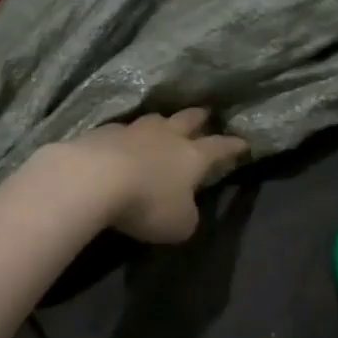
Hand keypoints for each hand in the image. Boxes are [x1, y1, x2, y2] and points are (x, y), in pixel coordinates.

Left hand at [64, 109, 250, 243]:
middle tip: (206, 113)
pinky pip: (121, 131)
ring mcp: (133, 131)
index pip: (219, 147)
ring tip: (163, 124)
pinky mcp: (102, 133)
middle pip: (187, 120)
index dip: (233, 146)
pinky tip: (122, 142)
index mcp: (192, 157)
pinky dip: (126, 137)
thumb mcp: (179, 224)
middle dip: (199, 118)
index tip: (244, 142)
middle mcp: (166, 137)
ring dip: (162, 122)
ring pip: (154, 120)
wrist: (93, 179)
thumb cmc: (147, 203)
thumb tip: (185, 209)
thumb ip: (187, 215)